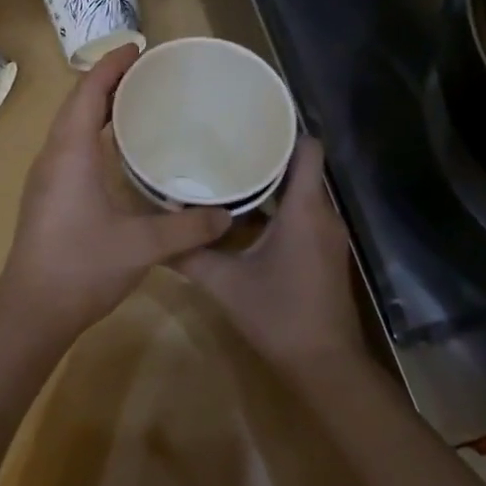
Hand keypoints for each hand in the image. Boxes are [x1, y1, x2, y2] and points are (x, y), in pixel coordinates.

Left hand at [0, 45, 230, 340]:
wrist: (30, 312)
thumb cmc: (81, 267)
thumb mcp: (141, 246)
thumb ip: (187, 229)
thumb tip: (227, 215)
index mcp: (71, 153)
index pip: (88, 92)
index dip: (111, 65)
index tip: (137, 48)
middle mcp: (53, 156)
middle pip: (77, 103)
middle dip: (108, 81)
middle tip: (146, 72)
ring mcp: (45, 177)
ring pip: (70, 126)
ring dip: (98, 106)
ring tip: (135, 101)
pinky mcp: (46, 196)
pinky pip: (69, 146)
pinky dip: (92, 132)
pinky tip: (117, 150)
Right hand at [174, 139, 365, 379]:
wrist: (325, 365)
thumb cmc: (279, 315)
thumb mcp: (226, 284)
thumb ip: (190, 255)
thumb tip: (156, 233)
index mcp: (305, 209)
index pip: (309, 149)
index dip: (287, 129)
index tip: (253, 121)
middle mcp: (323, 214)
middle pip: (303, 167)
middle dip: (270, 153)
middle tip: (230, 143)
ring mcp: (328, 234)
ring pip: (304, 191)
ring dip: (275, 180)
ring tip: (235, 170)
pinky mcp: (326, 252)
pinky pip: (306, 213)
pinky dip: (282, 205)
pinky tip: (249, 213)